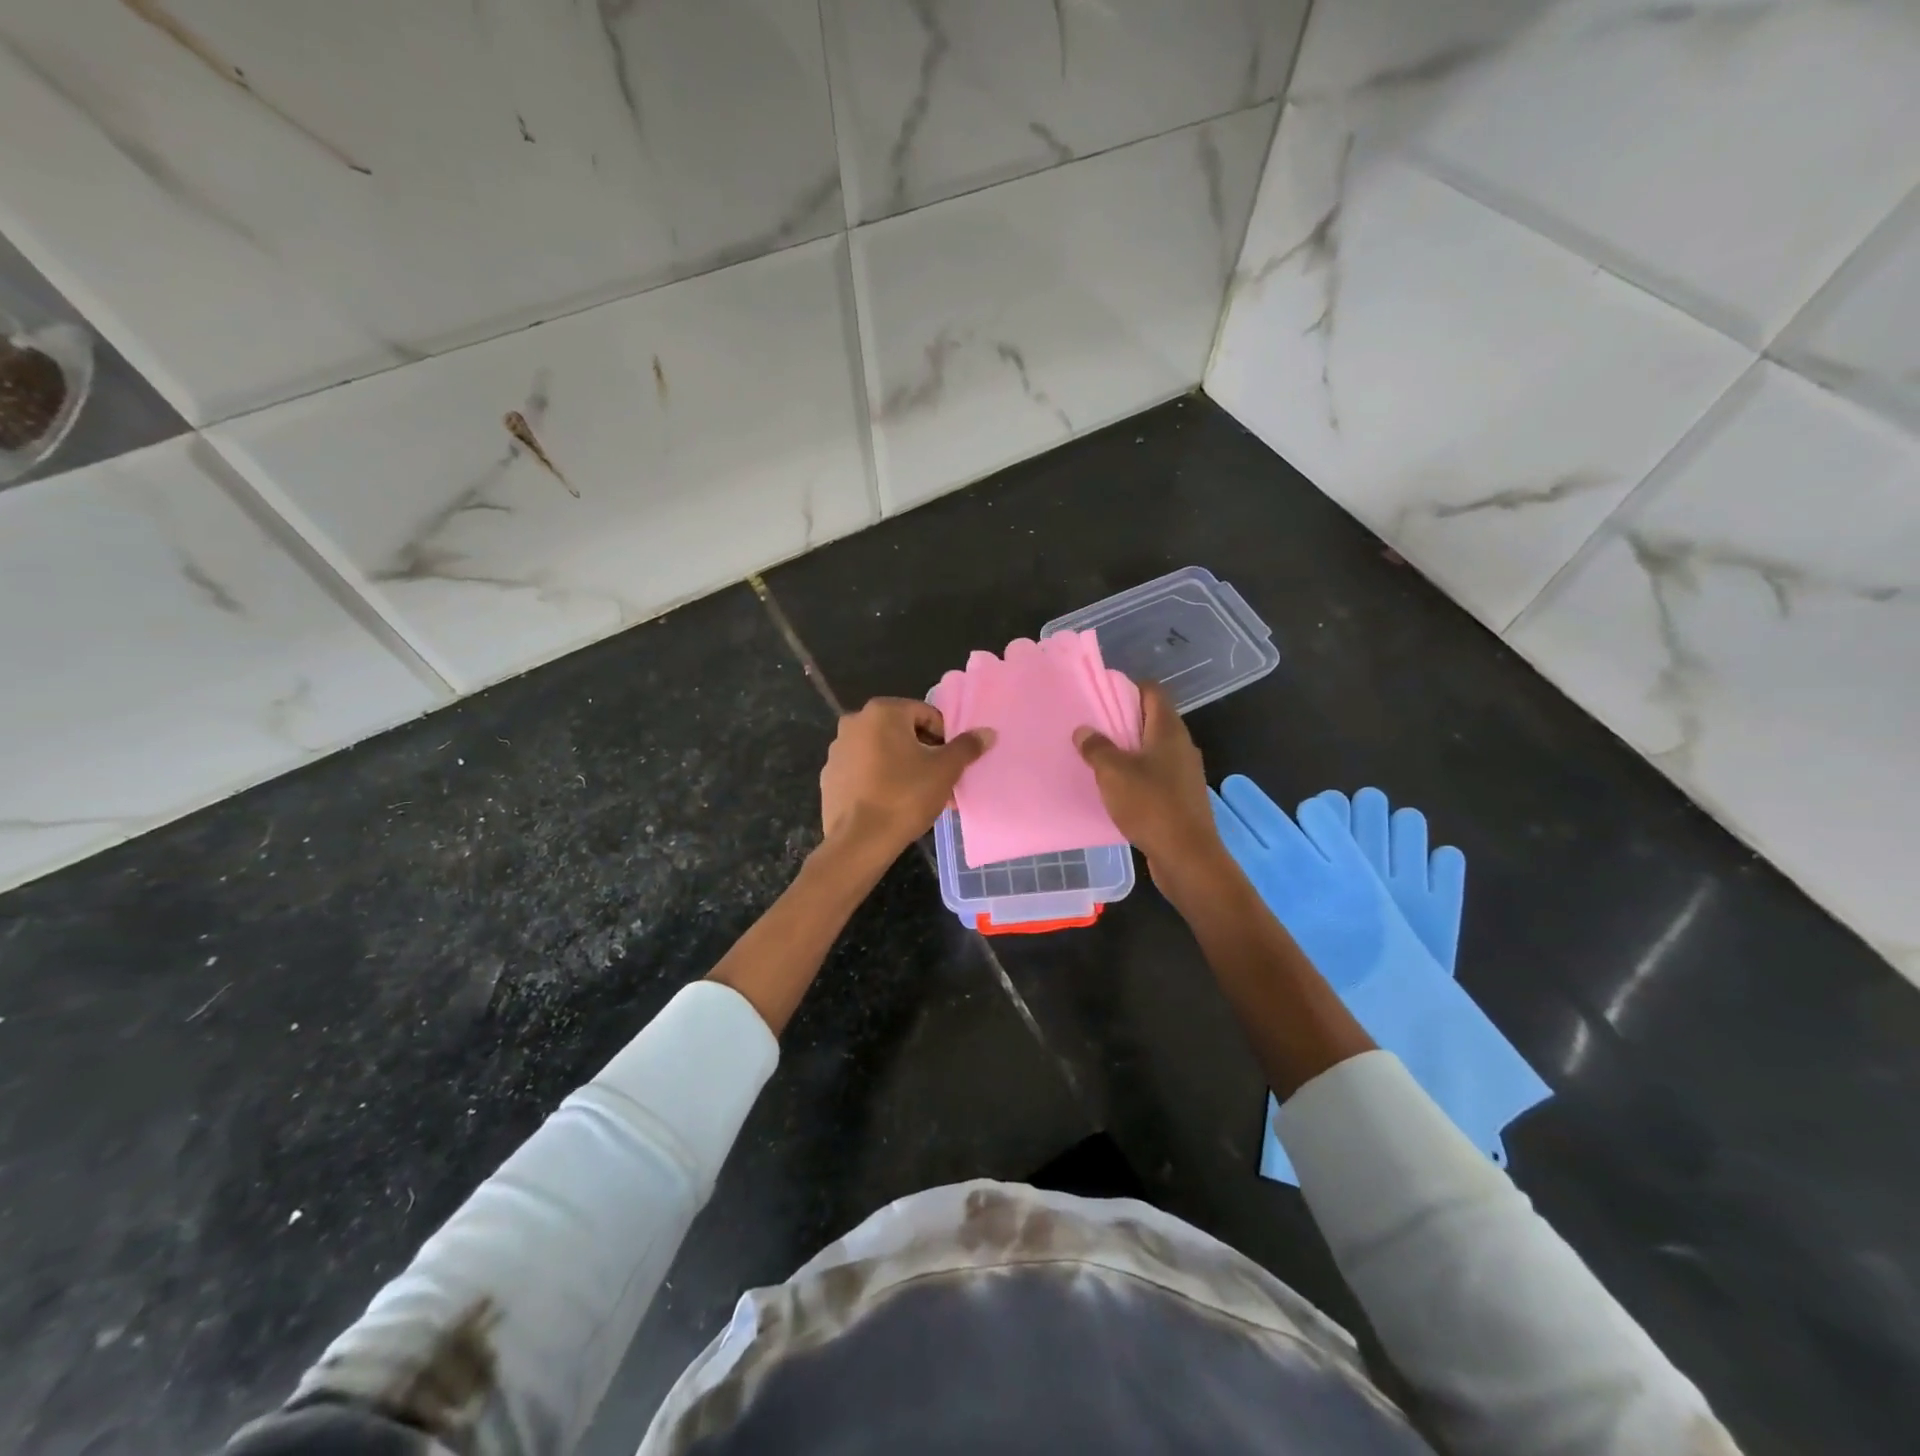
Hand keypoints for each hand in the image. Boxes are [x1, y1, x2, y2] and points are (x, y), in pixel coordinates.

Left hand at [819, 698, 992, 858]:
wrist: (859, 841)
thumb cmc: (905, 797)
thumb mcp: (945, 770)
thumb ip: (966, 747)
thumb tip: (986, 732)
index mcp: (882, 712)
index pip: (926, 714)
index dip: (945, 738)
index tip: (951, 763)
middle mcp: (855, 722)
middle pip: (903, 732)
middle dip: (925, 753)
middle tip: (940, 781)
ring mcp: (838, 749)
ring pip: (883, 752)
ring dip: (904, 767)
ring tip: (921, 796)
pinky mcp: (830, 776)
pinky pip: (864, 770)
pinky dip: (881, 779)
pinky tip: (894, 804)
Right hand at [1074, 681, 1222, 875]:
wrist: (1187, 856)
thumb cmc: (1151, 805)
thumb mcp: (1114, 773)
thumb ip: (1097, 748)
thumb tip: (1084, 731)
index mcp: (1169, 730)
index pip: (1152, 692)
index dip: (1127, 688)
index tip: (1100, 696)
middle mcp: (1181, 746)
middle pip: (1151, 720)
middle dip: (1122, 721)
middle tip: (1091, 727)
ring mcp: (1184, 773)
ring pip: (1152, 749)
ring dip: (1127, 750)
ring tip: (1097, 757)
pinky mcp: (1181, 797)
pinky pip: (1155, 774)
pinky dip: (1135, 774)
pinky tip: (1115, 787)